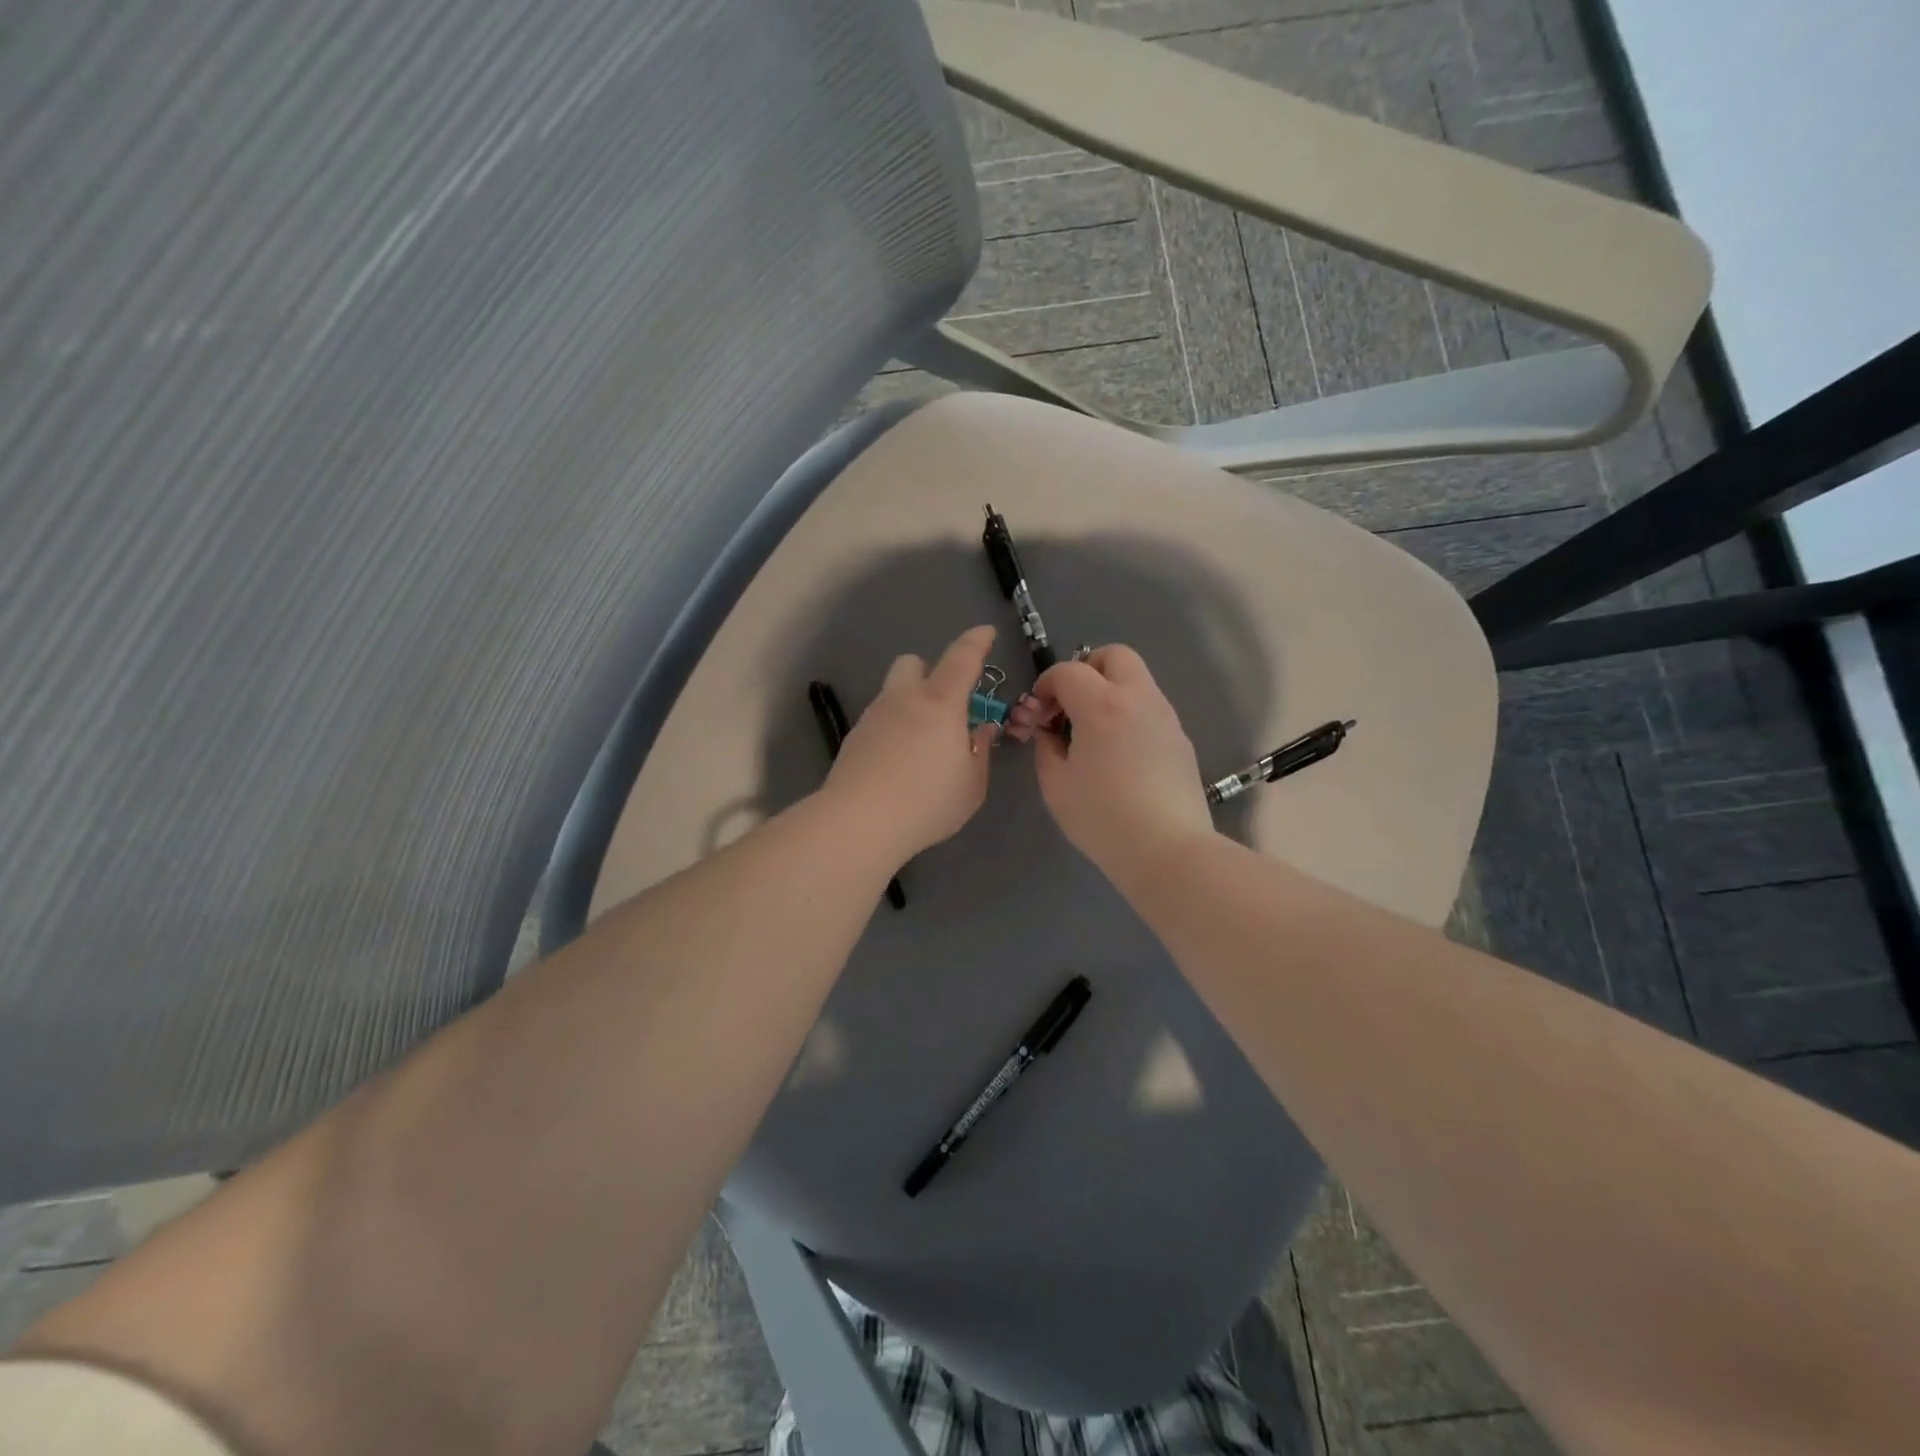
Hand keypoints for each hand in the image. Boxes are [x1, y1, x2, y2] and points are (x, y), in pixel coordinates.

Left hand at [824, 625, 1000, 864]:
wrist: (860, 822)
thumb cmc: (927, 801)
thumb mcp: (971, 785)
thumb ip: (979, 752)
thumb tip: (979, 730)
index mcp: (940, 703)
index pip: (962, 658)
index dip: (976, 642)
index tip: (986, 633)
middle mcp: (904, 700)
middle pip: (912, 663)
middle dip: (929, 672)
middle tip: (944, 706)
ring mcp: (873, 717)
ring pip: (893, 694)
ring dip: (910, 706)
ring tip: (921, 747)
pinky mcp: (853, 739)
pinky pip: (879, 721)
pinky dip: (892, 730)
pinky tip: (897, 765)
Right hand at [1005, 644, 1213, 889]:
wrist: (1167, 850)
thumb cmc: (1103, 818)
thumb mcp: (1056, 785)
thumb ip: (1045, 747)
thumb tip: (1049, 731)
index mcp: (1102, 705)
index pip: (1068, 670)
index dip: (1046, 685)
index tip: (1038, 713)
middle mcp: (1138, 698)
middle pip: (1113, 655)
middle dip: (1085, 669)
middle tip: (1070, 706)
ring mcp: (1165, 716)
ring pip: (1136, 679)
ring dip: (1109, 690)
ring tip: (1093, 732)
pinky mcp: (1180, 738)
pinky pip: (1149, 707)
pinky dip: (1128, 713)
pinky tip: (1119, 753)